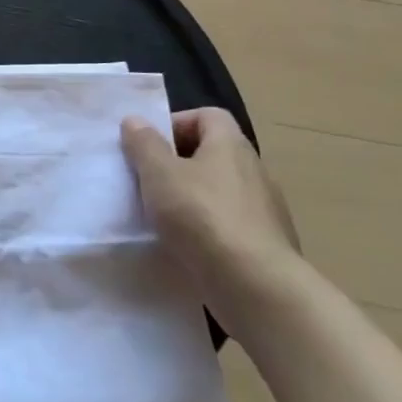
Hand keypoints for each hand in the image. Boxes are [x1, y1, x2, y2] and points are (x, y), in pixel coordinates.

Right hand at [122, 108, 300, 339]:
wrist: (255, 286)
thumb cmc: (201, 216)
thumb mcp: (159, 173)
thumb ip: (144, 144)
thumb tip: (136, 120)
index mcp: (231, 147)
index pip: (208, 116)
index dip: (176, 123)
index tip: (149, 145)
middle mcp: (254, 172)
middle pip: (212, 154)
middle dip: (177, 163)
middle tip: (147, 180)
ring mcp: (264, 211)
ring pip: (219, 191)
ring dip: (190, 198)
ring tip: (160, 216)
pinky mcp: (265, 245)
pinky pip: (228, 224)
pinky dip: (206, 229)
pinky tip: (185, 245)